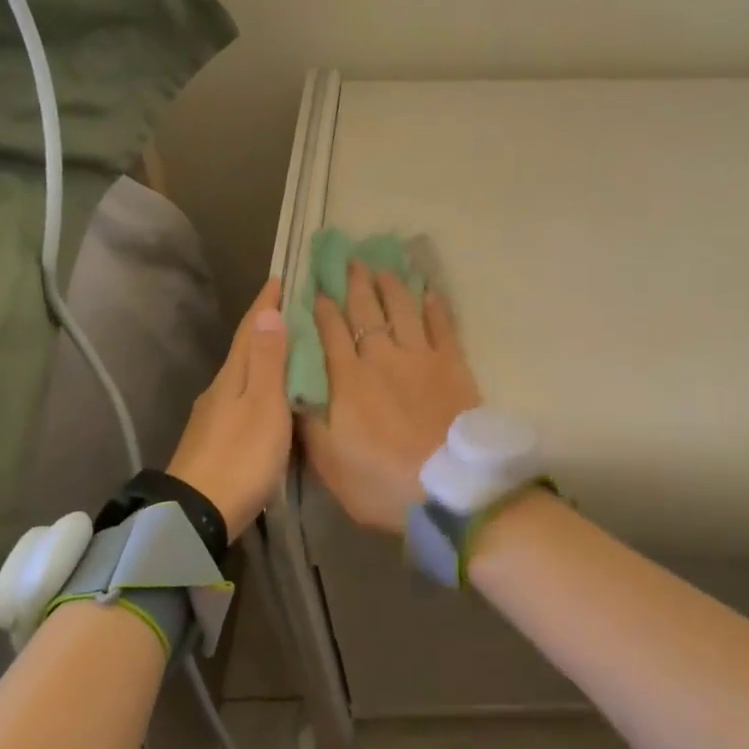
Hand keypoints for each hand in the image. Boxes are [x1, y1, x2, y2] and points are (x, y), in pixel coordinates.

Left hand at [167, 278, 289, 539]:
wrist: (198, 514)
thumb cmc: (241, 456)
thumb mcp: (264, 405)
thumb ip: (269, 361)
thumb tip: (267, 312)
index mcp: (233, 375)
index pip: (251, 328)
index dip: (266, 303)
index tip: (281, 276)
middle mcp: (221, 387)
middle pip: (245, 347)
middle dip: (267, 324)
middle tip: (294, 305)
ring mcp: (215, 415)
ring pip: (244, 372)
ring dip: (265, 354)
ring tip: (291, 345)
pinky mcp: (217, 438)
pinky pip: (244, 396)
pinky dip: (261, 383)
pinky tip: (272, 394)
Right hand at [302, 261, 480, 532]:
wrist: (448, 487)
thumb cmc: (382, 482)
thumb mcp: (330, 464)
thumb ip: (310, 424)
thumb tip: (295, 392)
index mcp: (348, 380)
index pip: (330, 333)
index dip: (323, 309)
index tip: (318, 289)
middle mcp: (382, 358)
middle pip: (366, 312)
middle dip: (356, 285)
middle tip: (351, 261)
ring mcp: (421, 357)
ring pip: (403, 310)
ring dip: (392, 287)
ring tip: (385, 269)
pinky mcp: (453, 365)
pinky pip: (443, 327)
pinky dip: (436, 308)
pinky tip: (431, 293)